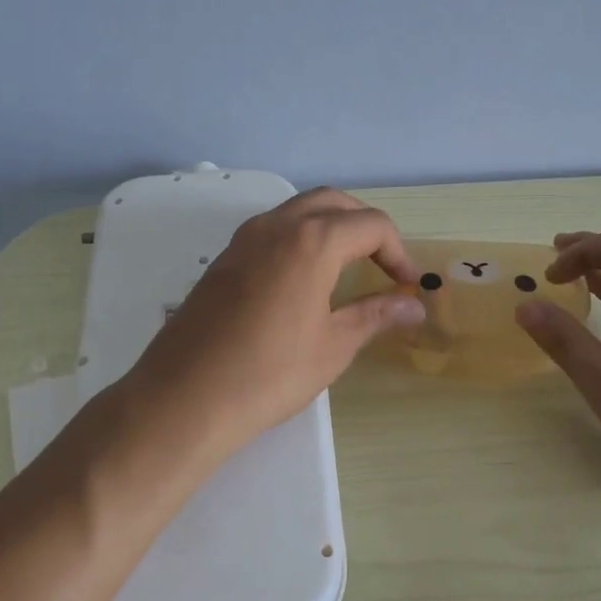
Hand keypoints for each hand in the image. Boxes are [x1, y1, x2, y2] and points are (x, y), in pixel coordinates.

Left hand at [128, 187, 425, 456]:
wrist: (185, 397)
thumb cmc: (269, 374)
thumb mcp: (333, 346)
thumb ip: (376, 315)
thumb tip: (414, 306)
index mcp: (312, 241)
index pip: (371, 225)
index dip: (398, 252)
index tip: (406, 287)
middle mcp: (277, 225)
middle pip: (334, 203)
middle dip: (366, 227)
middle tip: (381, 266)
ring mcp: (244, 238)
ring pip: (299, 210)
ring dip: (331, 226)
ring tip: (347, 268)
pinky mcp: (224, 257)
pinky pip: (273, 229)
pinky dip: (300, 237)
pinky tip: (303, 279)